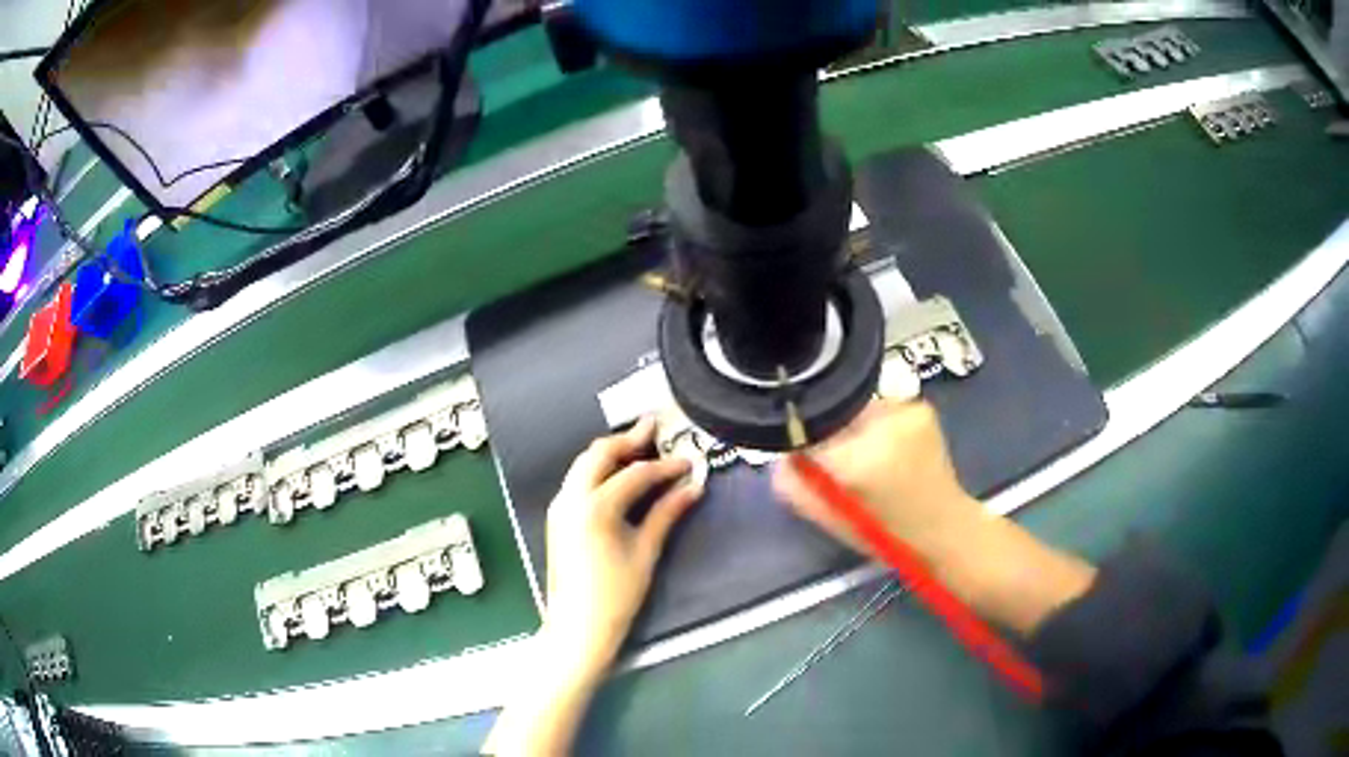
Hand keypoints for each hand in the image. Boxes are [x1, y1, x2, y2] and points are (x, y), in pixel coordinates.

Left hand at [543, 417, 703, 674]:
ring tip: (640, 447)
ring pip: (584, 464)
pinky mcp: (557, 517)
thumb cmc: (616, 595)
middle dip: (628, 439)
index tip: (688, 462)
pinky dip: (598, 470)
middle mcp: (571, 498)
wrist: (578, 627)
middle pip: (599, 454)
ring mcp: (559, 506)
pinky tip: (618, 476)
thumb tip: (692, 487)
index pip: (635, 474)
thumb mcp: (646, 552)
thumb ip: (666, 514)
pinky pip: (577, 480)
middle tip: (654, 429)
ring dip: (611, 453)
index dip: (664, 466)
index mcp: (594, 507)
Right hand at [773, 399, 983, 561]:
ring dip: (855, 428)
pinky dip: (879, 425)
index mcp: (854, 461)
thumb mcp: (829, 519)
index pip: (805, 429)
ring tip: (870, 459)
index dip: (800, 439)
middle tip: (840, 463)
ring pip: (857, 409)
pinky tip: (891, 450)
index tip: (801, 453)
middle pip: (832, 414)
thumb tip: (780, 455)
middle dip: (831, 434)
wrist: (944, 529)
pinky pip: (882, 408)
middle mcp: (880, 426)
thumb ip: (794, 484)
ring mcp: (905, 411)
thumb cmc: (884, 534)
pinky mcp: (921, 407)